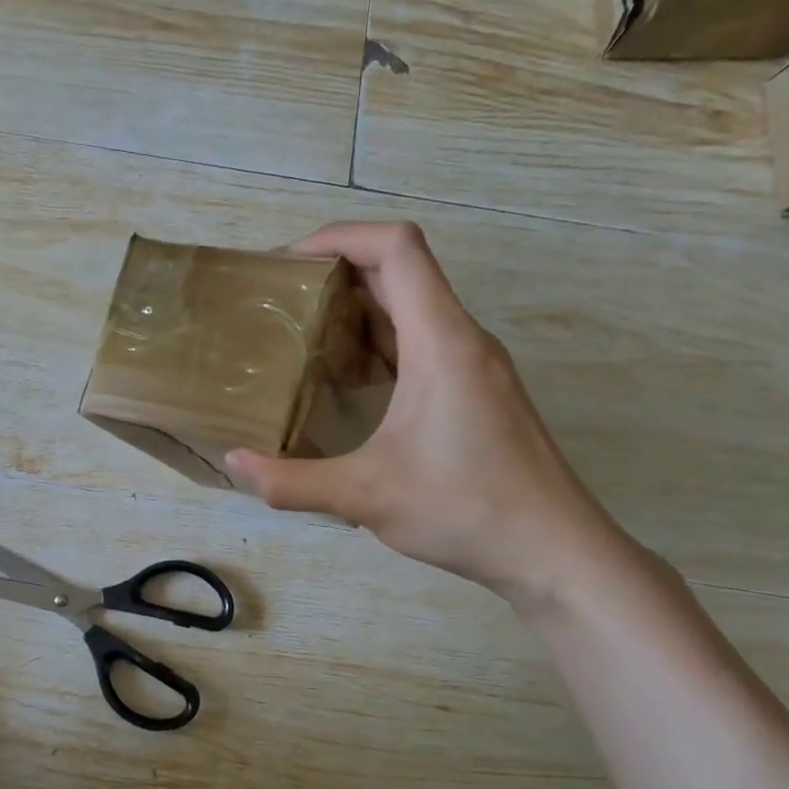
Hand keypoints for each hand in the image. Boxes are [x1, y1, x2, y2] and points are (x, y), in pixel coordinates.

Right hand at [224, 222, 627, 603]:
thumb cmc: (466, 509)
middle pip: (402, 271)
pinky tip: (349, 382)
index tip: (288, 262)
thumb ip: (292, 481)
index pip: (396, 247)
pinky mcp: (478, 393)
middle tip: (282, 301)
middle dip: (338, 272)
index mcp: (441, 342)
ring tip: (305, 337)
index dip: (339, 236)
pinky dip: (382, 344)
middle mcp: (463, 340)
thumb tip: (234, 464)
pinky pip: (425, 343)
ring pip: (414, 309)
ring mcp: (476, 367)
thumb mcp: (365, 496)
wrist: (554, 552)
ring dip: (360, 309)